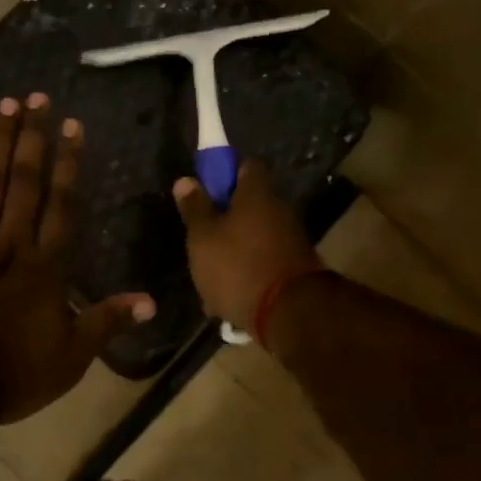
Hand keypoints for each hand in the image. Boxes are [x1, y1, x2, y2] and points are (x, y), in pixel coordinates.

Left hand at [0, 93, 154, 424]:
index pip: (61, 207)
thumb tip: (151, 302)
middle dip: (33, 139)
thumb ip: (106, 322)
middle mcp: (9, 246)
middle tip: (37, 98)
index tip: (72, 127)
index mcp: (44, 269)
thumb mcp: (71, 358)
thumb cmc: (12, 375)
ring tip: (5, 104)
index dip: (68, 165)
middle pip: (24, 184)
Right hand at [173, 160, 325, 337]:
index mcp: (257, 193)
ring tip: (209, 276)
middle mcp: (279, 210)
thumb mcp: (203, 237)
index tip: (204, 192)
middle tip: (199, 239)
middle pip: (248, 204)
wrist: (290, 315)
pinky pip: (263, 263)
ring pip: (253, 237)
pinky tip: (228, 296)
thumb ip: (195, 208)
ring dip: (233, 250)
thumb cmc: (238, 266)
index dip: (223, 174)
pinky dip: (246, 273)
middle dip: (224, 219)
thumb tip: (186, 180)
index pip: (245, 166)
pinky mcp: (294, 269)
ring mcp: (291, 240)